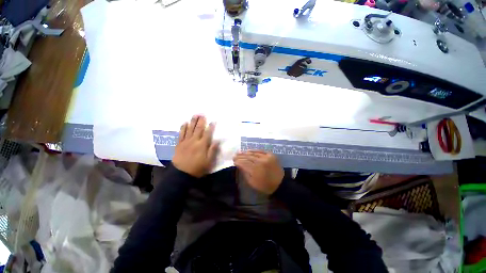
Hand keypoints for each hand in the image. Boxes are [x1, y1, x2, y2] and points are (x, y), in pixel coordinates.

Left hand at [172, 115, 218, 177]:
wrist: (181, 174)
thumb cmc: (197, 168)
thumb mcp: (209, 161)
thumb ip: (213, 150)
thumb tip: (217, 140)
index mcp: (202, 145)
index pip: (208, 133)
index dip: (211, 127)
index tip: (213, 121)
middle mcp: (194, 141)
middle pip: (198, 129)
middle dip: (201, 121)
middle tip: (202, 114)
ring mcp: (186, 141)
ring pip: (189, 129)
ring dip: (192, 121)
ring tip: (195, 115)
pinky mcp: (179, 144)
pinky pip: (181, 134)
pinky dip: (183, 128)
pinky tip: (184, 123)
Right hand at [233, 150, 283, 194]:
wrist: (280, 183)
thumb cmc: (265, 185)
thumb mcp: (253, 183)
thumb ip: (245, 173)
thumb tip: (240, 165)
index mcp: (255, 170)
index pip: (244, 163)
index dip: (238, 161)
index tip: (233, 160)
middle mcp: (260, 161)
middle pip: (248, 157)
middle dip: (240, 156)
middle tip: (235, 155)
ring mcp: (266, 157)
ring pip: (253, 153)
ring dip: (245, 153)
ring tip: (240, 152)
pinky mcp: (271, 155)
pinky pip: (261, 151)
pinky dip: (254, 150)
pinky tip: (249, 150)